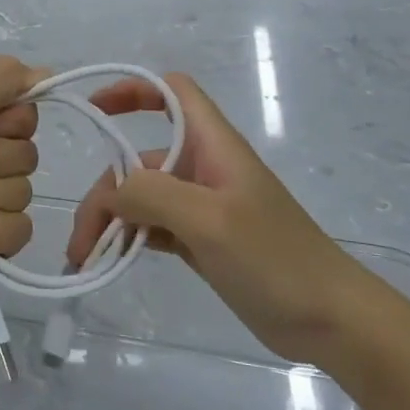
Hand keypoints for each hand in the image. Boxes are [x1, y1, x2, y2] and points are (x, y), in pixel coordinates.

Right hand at [64, 72, 352, 363]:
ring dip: (111, 221)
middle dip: (106, 190)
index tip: (94, 110)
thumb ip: (153, 194)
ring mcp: (202, 207)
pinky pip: (153, 227)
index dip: (132, 89)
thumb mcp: (210, 220)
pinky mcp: (202, 240)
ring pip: (142, 197)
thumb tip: (112, 192)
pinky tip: (109, 262)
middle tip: (81, 241)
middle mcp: (205, 168)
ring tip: (86, 260)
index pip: (172, 92)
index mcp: (214, 146)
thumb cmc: (275, 258)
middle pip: (141, 159)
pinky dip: (129, 238)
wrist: (328, 320)